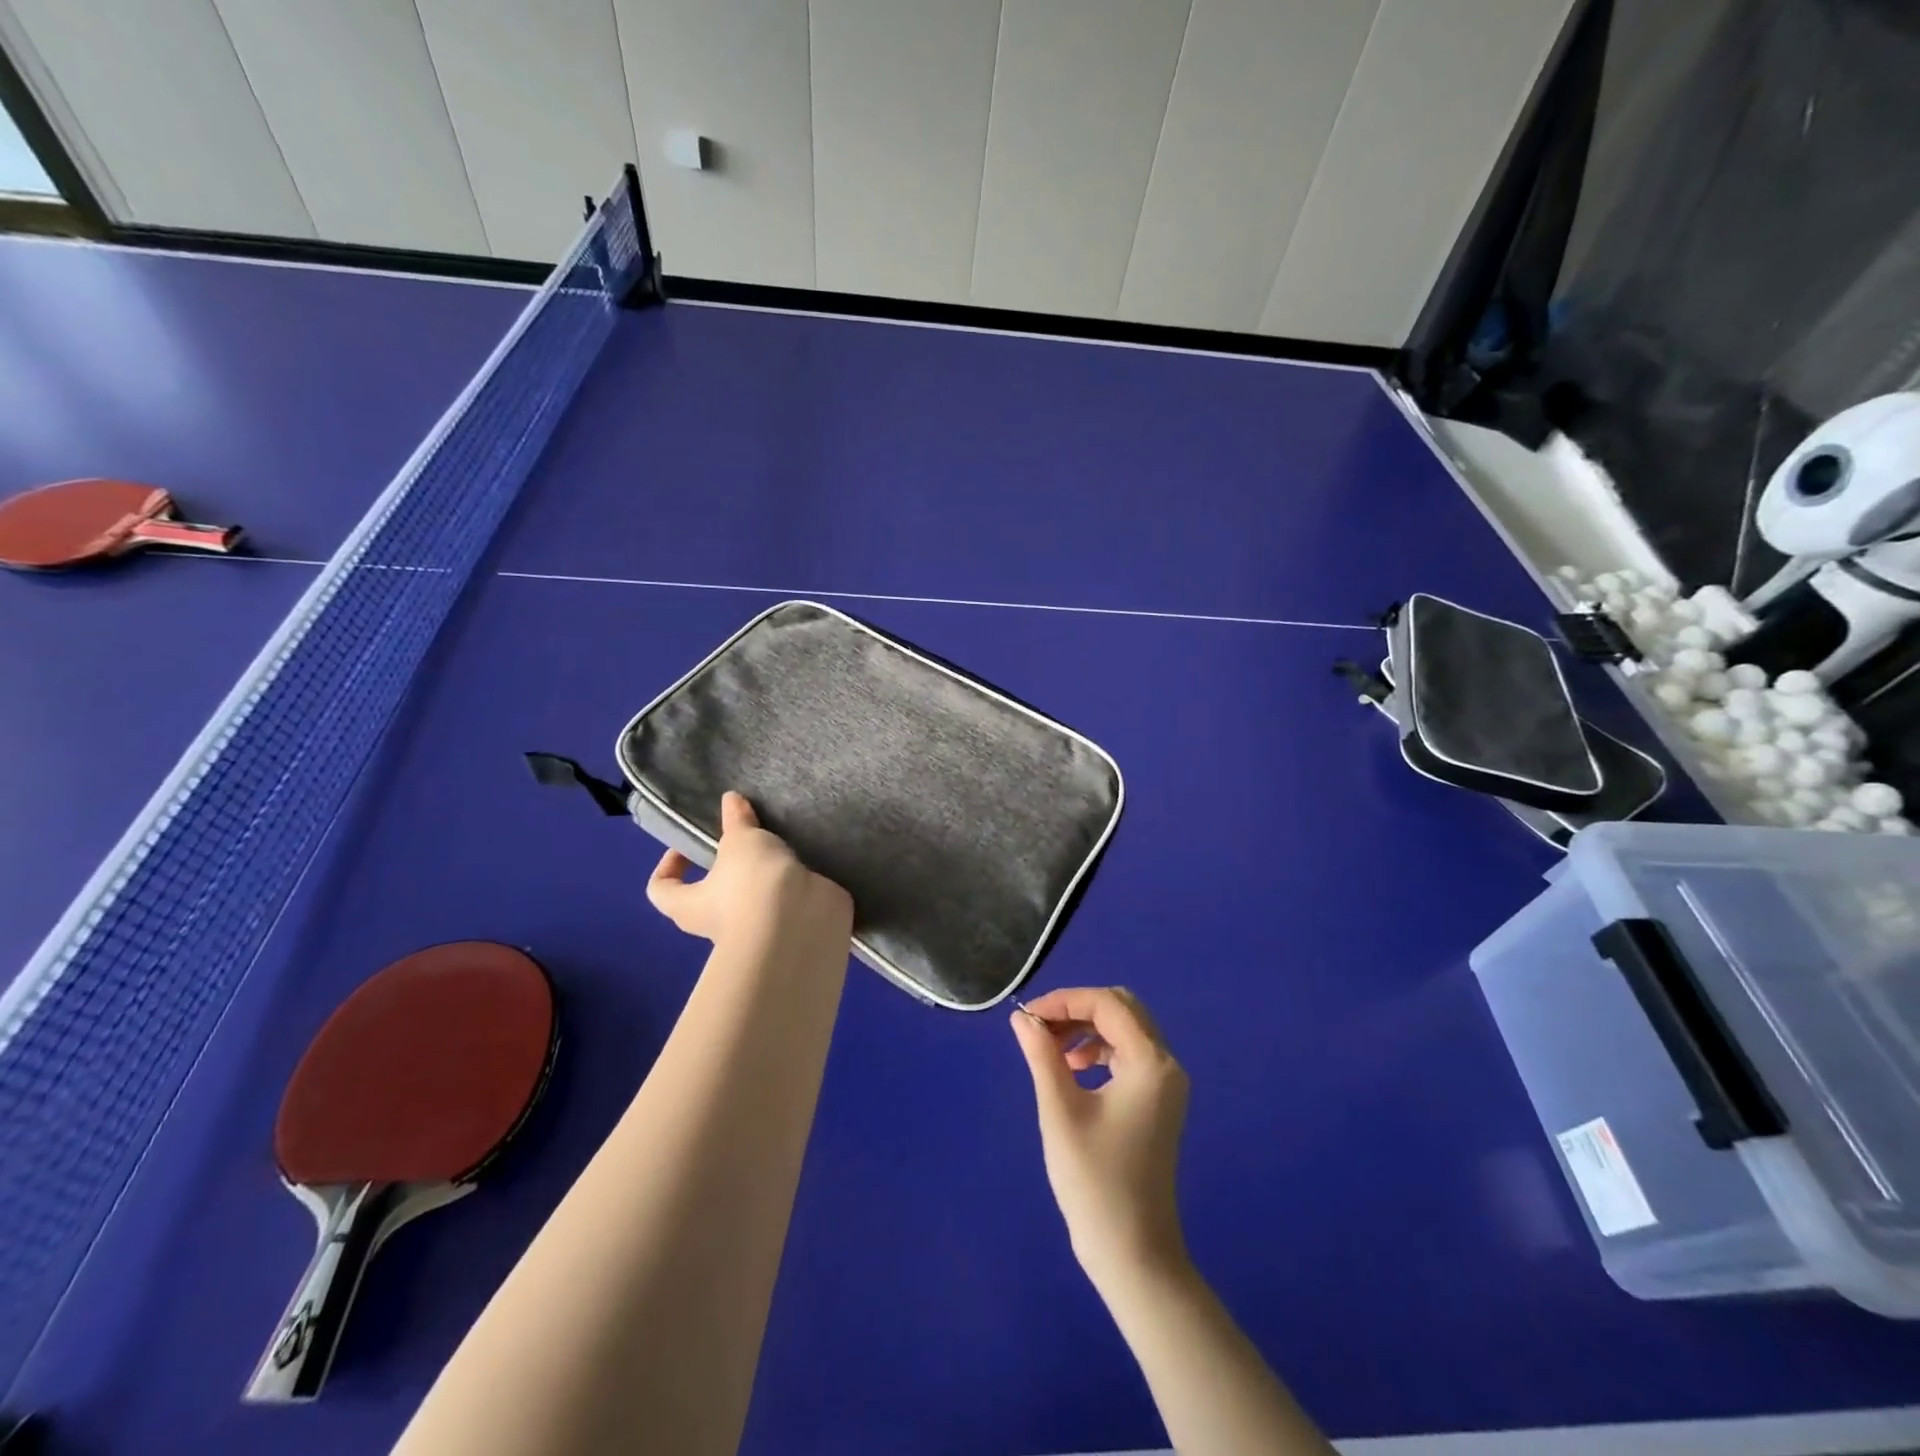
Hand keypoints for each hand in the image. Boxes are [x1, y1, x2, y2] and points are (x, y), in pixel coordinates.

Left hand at [648, 792, 852, 947]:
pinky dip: (792, 883)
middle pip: (710, 895)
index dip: (668, 866)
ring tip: (778, 845)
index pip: (661, 890)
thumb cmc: (752, 882)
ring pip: (752, 898)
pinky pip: (785, 900)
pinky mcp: (788, 925)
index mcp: (691, 905)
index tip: (688, 844)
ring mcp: (756, 928)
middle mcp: (718, 923)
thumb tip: (730, 800)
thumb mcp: (741, 840)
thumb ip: (736, 820)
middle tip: (742, 841)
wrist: (801, 922)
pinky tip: (804, 860)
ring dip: (763, 876)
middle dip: (725, 868)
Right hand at [1010, 987, 1190, 1290]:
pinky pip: (1128, 1055)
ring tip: (1049, 1052)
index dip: (1064, 1001)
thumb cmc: (1094, 1182)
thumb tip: (1022, 1018)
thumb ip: (1042, 1055)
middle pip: (1121, 1009)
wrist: (1134, 1254)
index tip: (1027, 1018)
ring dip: (1086, 1029)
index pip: (1107, 1004)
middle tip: (1039, 1030)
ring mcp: (1165, 1085)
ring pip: (1124, 1030)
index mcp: (1150, 1063)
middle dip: (1077, 1010)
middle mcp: (1166, 1065)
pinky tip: (1072, 1071)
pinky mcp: (1157, 1102)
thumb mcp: (1060, 1111)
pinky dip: (1098, 1050)